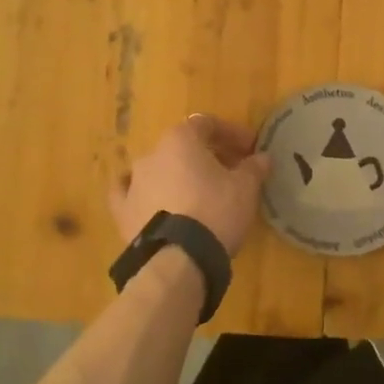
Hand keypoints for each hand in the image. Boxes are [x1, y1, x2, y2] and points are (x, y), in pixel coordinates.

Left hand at [110, 114, 271, 254]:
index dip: (231, 133)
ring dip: (179, 175)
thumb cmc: (215, 212)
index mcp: (180, 140)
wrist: (177, 258)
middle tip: (231, 172)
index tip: (250, 148)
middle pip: (183, 147)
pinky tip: (151, 200)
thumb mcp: (245, 188)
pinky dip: (145, 193)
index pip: (207, 124)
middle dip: (208, 156)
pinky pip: (131, 194)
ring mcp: (133, 182)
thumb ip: (253, 168)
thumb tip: (261, 158)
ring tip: (199, 193)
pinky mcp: (122, 211)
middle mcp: (152, 154)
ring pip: (160, 169)